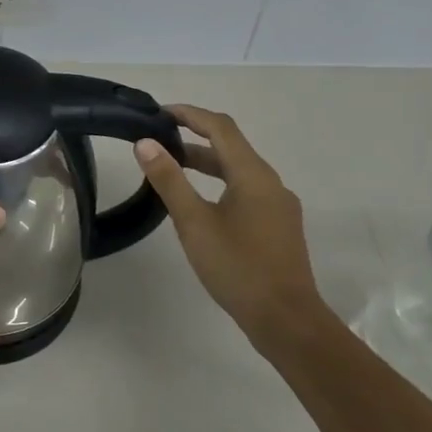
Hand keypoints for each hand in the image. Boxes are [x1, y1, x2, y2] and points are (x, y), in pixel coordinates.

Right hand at [134, 104, 328, 354]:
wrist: (286, 319)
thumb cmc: (237, 267)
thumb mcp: (194, 223)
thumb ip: (169, 180)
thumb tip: (146, 143)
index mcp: (253, 175)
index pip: (220, 127)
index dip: (190, 114)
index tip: (158, 113)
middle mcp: (271, 182)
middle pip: (231, 147)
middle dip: (193, 138)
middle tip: (157, 141)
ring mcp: (278, 205)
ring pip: (238, 171)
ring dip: (205, 162)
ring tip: (171, 168)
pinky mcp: (278, 226)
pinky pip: (245, 190)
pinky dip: (218, 183)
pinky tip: (199, 203)